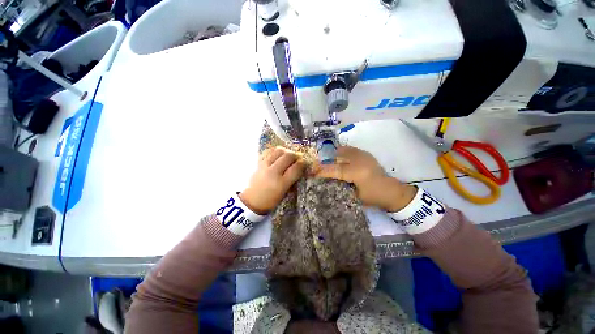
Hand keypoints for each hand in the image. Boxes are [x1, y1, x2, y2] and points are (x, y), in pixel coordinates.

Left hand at [240, 147, 304, 213]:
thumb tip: (301, 168)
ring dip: (286, 151)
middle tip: (298, 159)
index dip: (303, 163)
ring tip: (288, 156)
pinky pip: (269, 152)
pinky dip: (275, 152)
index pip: (295, 168)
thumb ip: (293, 180)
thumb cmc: (271, 200)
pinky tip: (278, 156)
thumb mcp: (285, 193)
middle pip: (288, 156)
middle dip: (296, 155)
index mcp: (281, 183)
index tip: (305, 163)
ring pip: (279, 151)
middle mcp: (273, 172)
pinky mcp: (259, 163)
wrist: (252, 201)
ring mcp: (264, 166)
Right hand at [316, 146, 416, 211]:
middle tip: (314, 165)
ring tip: (322, 160)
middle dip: (324, 160)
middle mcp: (360, 160)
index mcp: (358, 173)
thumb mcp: (354, 196)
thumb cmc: (373, 197)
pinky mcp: (365, 153)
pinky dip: (339, 152)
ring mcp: (363, 154)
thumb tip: (325, 181)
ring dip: (331, 155)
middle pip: (336, 157)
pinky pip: (348, 149)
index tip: (311, 172)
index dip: (322, 171)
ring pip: (341, 150)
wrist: (392, 191)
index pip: (335, 169)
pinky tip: (334, 157)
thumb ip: (340, 186)